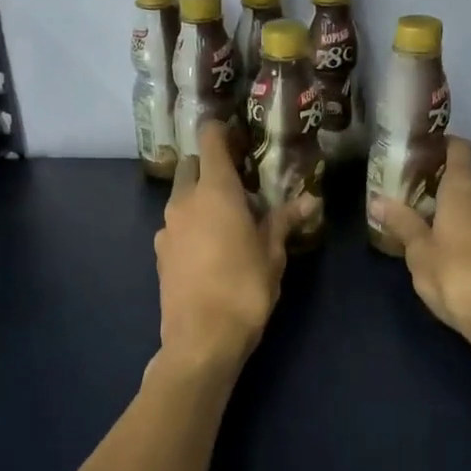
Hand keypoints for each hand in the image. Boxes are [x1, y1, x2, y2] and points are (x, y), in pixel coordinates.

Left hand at [155, 122, 313, 364]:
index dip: (222, 131)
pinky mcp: (159, 253)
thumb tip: (311, 199)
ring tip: (228, 221)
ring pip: (181, 196)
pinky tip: (210, 250)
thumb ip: (285, 220)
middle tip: (239, 184)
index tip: (239, 135)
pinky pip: (176, 225)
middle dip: (210, 166)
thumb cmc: (244, 288)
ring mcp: (167, 227)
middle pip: (191, 165)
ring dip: (200, 198)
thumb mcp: (273, 254)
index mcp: (215, 191)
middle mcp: (184, 201)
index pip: (210, 140)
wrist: (201, 339)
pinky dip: (191, 225)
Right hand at [373, 138, 470, 348]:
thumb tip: (377, 200)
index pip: (462, 148)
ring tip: (448, 208)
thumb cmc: (454, 274)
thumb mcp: (418, 250)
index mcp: (466, 188)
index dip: (445, 144)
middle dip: (470, 165)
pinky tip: (463, 234)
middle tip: (440, 180)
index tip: (424, 151)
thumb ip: (401, 222)